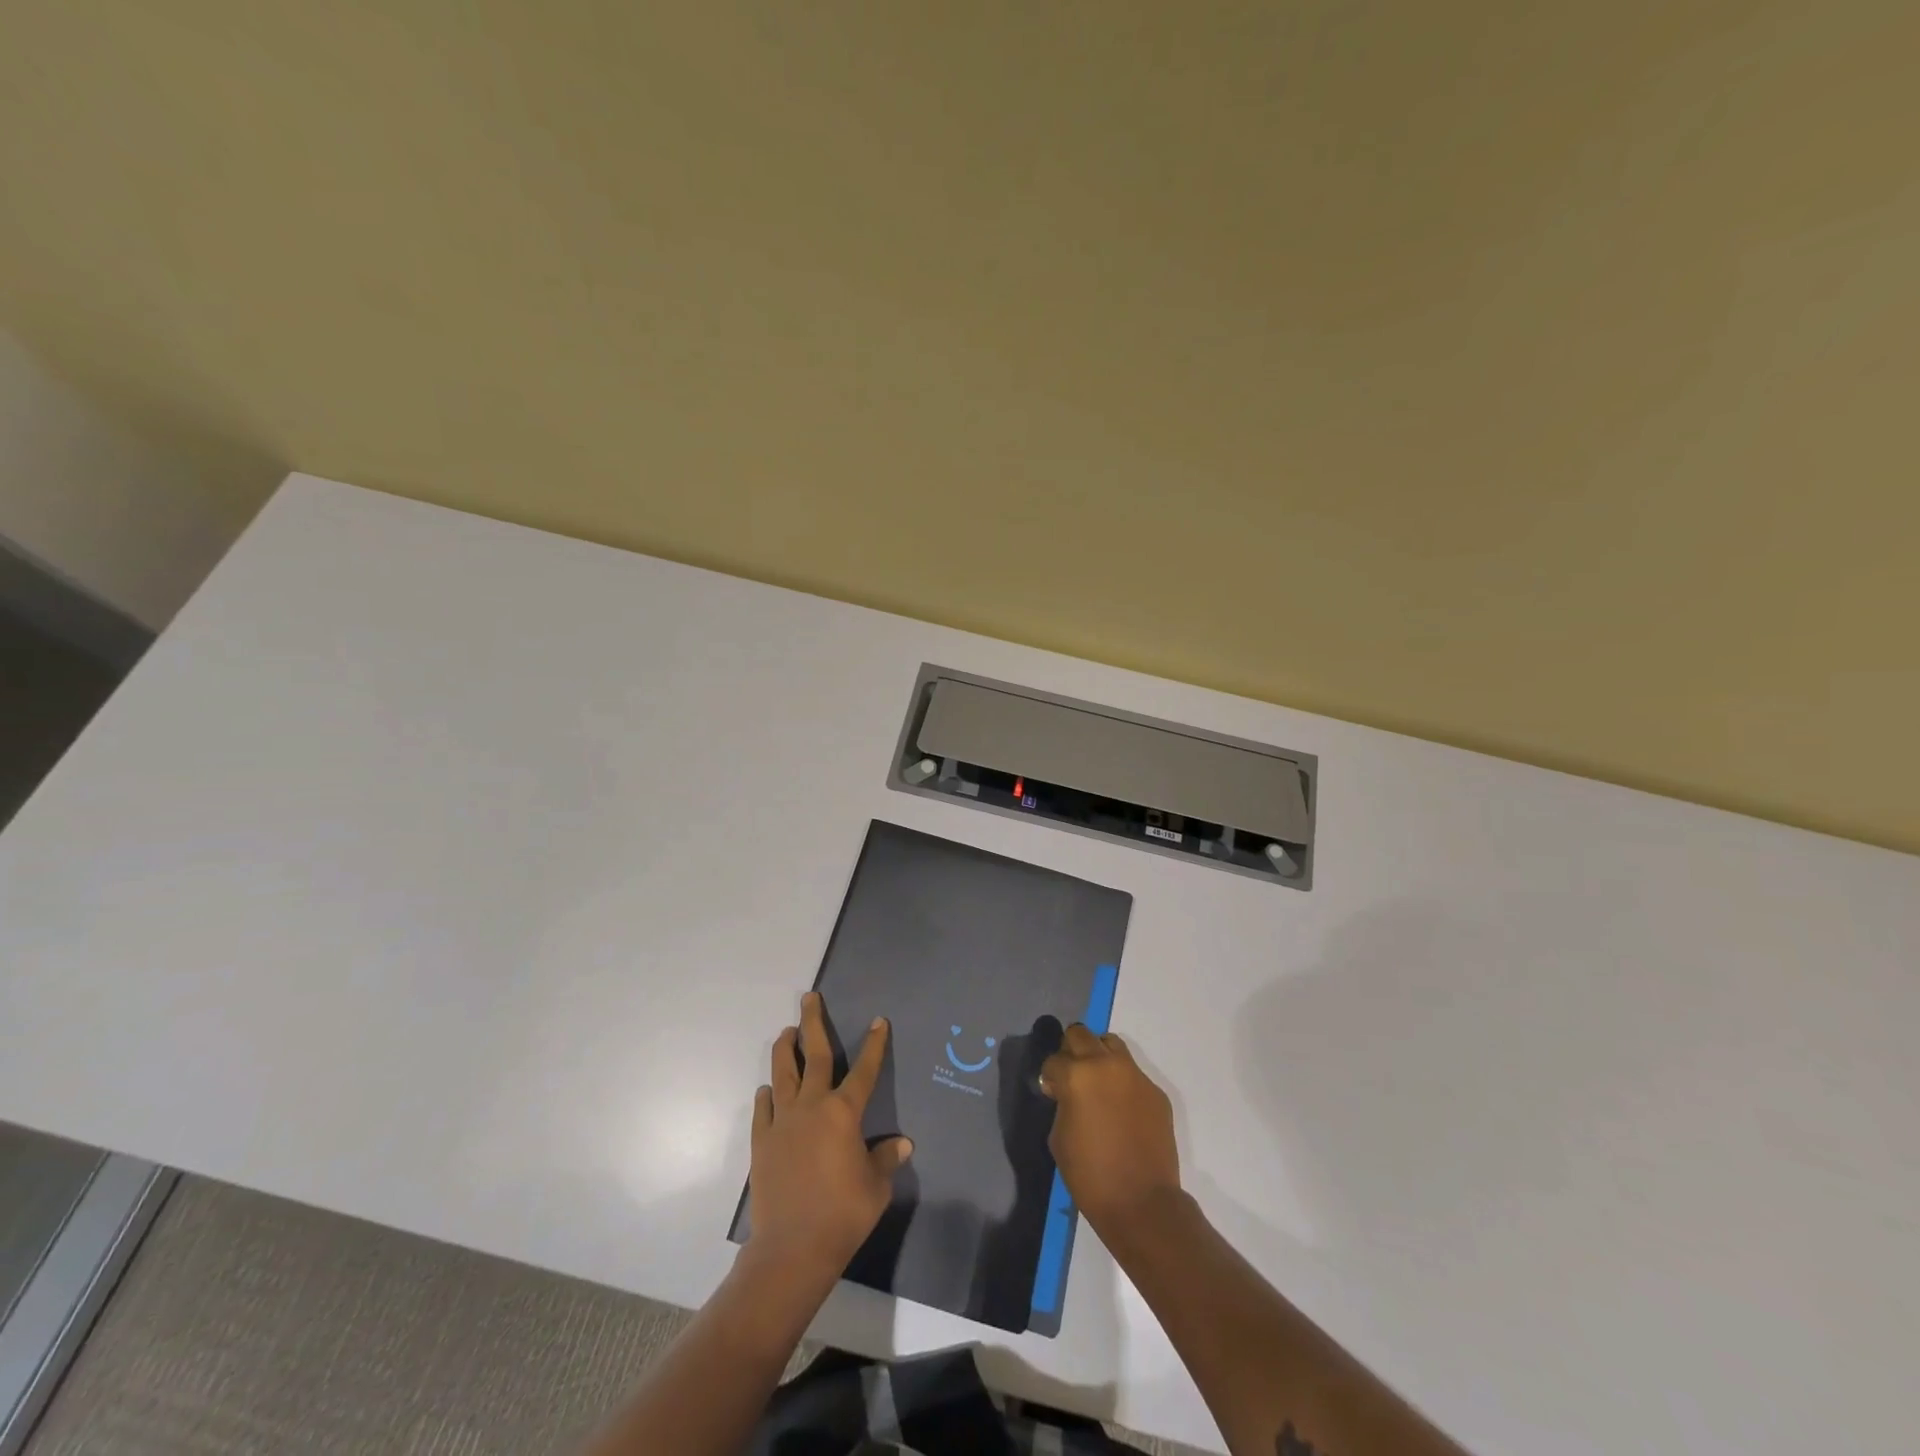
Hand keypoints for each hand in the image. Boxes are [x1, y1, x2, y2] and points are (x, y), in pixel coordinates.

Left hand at [747, 992, 911, 1282]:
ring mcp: (782, 1122)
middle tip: (809, 998)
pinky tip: (768, 1089)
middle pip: (813, 1055)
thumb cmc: (843, 1214)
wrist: (792, 1249)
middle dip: (813, 1023)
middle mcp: (811, 1106)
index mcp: (843, 1113)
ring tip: (786, 1031)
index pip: (864, 1069)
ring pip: (782, 1073)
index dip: (874, 1044)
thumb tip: (901, 1144)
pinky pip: (764, 1108)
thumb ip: (886, 1159)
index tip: (879, 1021)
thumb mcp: (876, 1187)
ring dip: (785, 1049)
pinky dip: (767, 1094)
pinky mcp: (762, 1142)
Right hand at [1039, 1024, 1181, 1236]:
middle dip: (1071, 1052)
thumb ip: (1061, 1102)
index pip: (1054, 1059)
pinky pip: (1132, 1073)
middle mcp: (1105, 1064)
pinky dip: (1121, 1082)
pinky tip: (1121, 1109)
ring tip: (1097, 1083)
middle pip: (1081, 1034)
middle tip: (1071, 1077)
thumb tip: (1065, 1092)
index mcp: (1077, 1075)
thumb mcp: (1059, 1137)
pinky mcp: (1155, 1091)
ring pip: (1110, 1044)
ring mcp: (1134, 1075)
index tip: (1052, 1093)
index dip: (1050, 1077)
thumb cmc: (1090, 1174)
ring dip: (1098, 1056)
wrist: (1142, 1202)